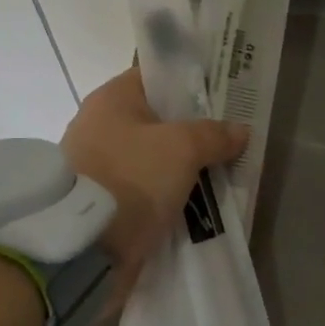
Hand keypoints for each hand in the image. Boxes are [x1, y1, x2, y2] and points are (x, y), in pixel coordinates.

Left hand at [62, 67, 248, 294]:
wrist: (84, 248)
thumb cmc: (131, 178)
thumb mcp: (183, 148)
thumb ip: (214, 135)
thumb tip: (240, 131)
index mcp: (111, 99)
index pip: (157, 77)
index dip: (191, 83)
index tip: (223, 95)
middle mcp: (99, 125)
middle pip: (157, 119)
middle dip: (193, 130)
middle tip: (229, 137)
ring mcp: (98, 165)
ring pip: (153, 157)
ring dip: (182, 166)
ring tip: (220, 172)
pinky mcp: (101, 201)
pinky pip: (144, 188)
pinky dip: (167, 193)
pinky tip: (196, 200)